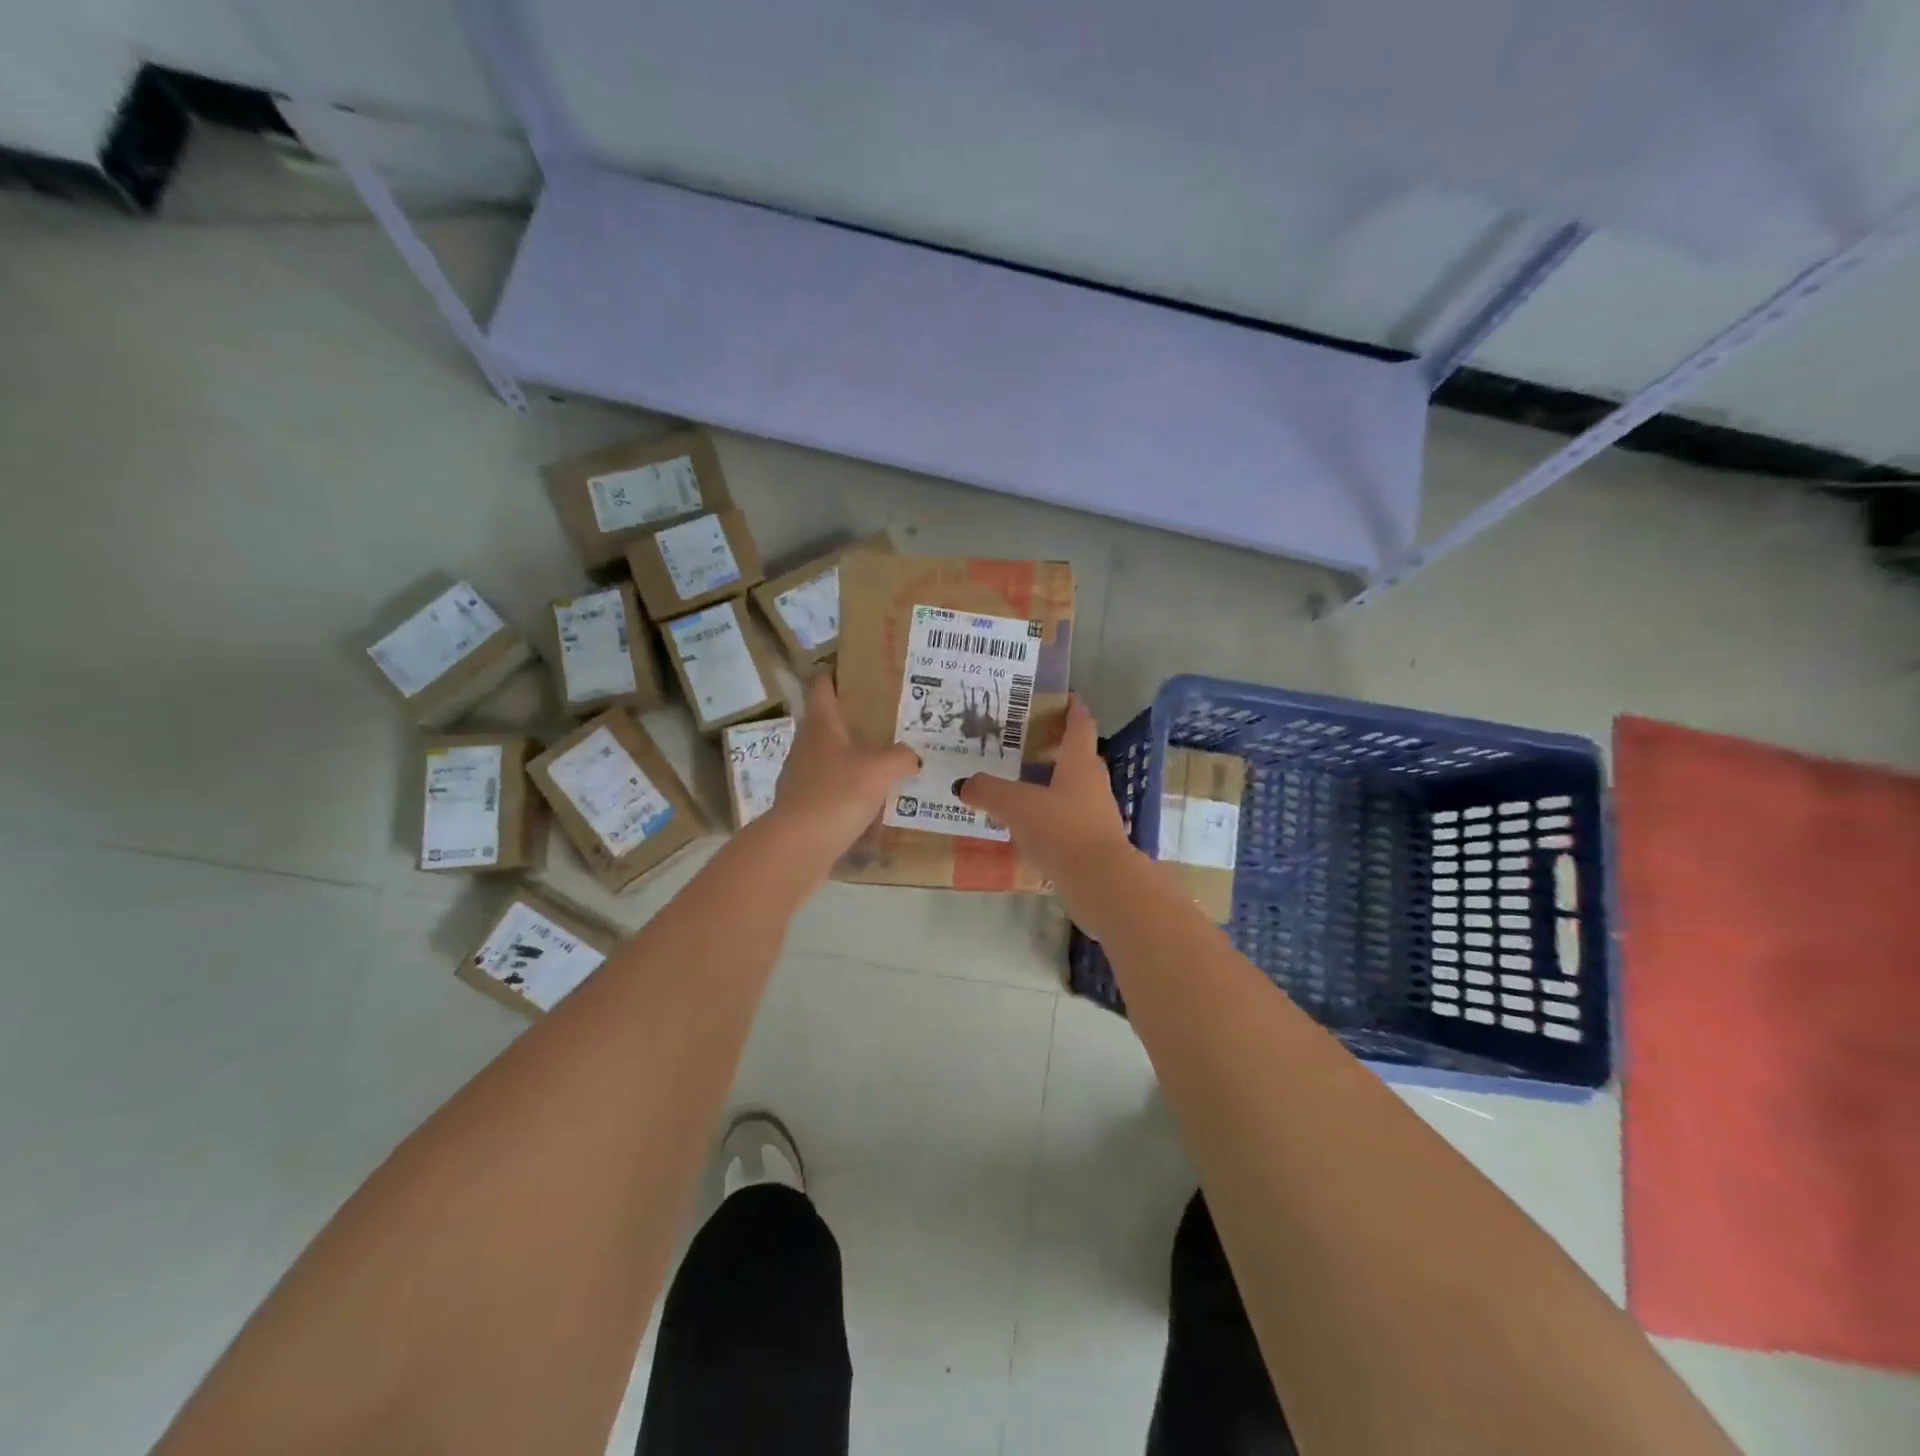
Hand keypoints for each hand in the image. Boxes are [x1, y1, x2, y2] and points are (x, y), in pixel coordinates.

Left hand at [761, 674, 919, 867]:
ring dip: (852, 755)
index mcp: (821, 723)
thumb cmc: (838, 793)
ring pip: (830, 755)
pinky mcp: (803, 803)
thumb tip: (912, 756)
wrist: (799, 844)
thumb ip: (901, 756)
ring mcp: (801, 774)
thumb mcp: (881, 769)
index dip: (837, 673)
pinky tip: (870, 798)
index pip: (823, 685)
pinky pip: (830, 786)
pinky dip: (848, 786)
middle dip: (854, 718)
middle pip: (828, 721)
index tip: (859, 670)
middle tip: (888, 719)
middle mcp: (806, 743)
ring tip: (885, 759)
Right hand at [956, 697, 1134, 884]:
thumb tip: (964, 783)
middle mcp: (1092, 783)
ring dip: (1047, 783)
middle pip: (1075, 756)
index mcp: (1080, 763)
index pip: (1079, 725)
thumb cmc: (1062, 831)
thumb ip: (989, 791)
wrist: (1101, 883)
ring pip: (1070, 788)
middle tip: (1020, 743)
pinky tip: (1024, 825)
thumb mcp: (1017, 805)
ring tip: (1015, 784)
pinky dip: (1048, 814)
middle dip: (1051, 747)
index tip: (1063, 696)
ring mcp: (1096, 814)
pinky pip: (1066, 817)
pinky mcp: (1092, 842)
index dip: (1072, 708)